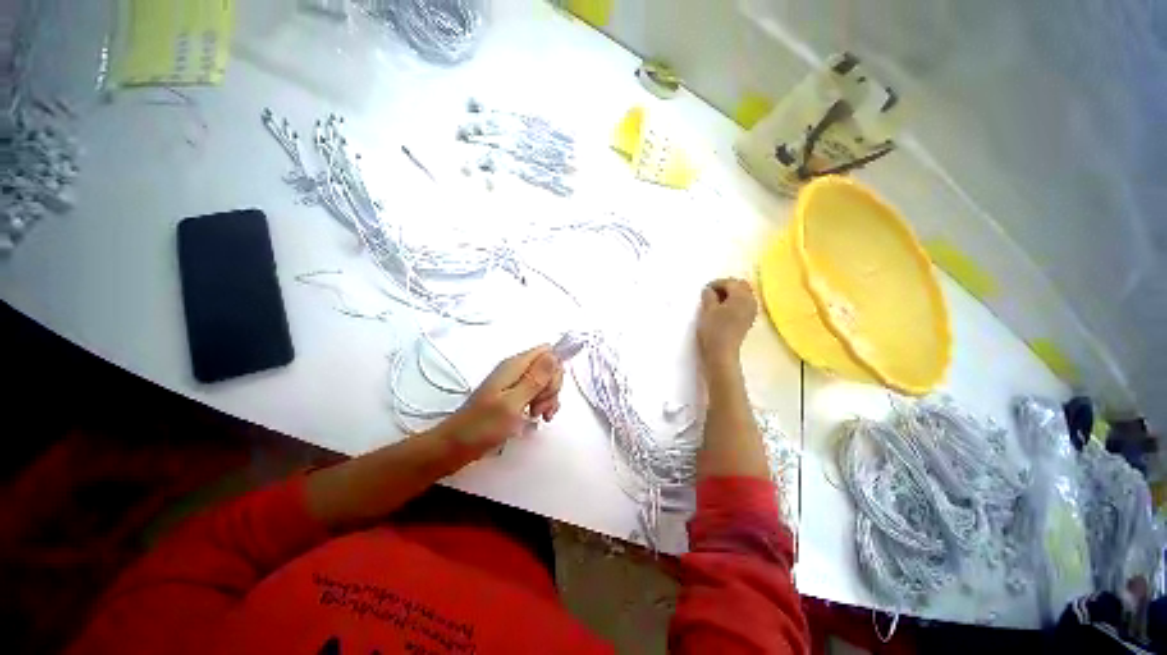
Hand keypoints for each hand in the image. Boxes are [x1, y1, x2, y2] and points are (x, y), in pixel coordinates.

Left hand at [437, 346, 563, 459]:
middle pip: (548, 367)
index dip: (555, 367)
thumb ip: (535, 379)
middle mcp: (517, 370)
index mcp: (515, 366)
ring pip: (545, 382)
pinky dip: (542, 405)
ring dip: (548, 399)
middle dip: (551, 387)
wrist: (455, 445)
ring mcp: (515, 383)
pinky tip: (538, 418)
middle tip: (539, 407)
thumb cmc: (482, 426)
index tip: (550, 389)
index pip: (547, 351)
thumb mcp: (513, 403)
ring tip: (537, 416)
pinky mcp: (514, 396)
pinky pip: (537, 394)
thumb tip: (554, 354)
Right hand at [696, 278, 757, 370]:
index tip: (704, 289)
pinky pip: (743, 304)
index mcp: (741, 296)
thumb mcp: (707, 310)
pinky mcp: (748, 320)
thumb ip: (709, 296)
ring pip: (743, 295)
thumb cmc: (713, 330)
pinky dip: (734, 303)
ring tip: (715, 301)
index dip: (716, 283)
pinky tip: (722, 310)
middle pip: (741, 286)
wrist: (722, 353)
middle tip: (711, 293)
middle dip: (726, 287)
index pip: (730, 282)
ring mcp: (751, 311)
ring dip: (731, 295)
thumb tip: (709, 290)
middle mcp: (751, 301)